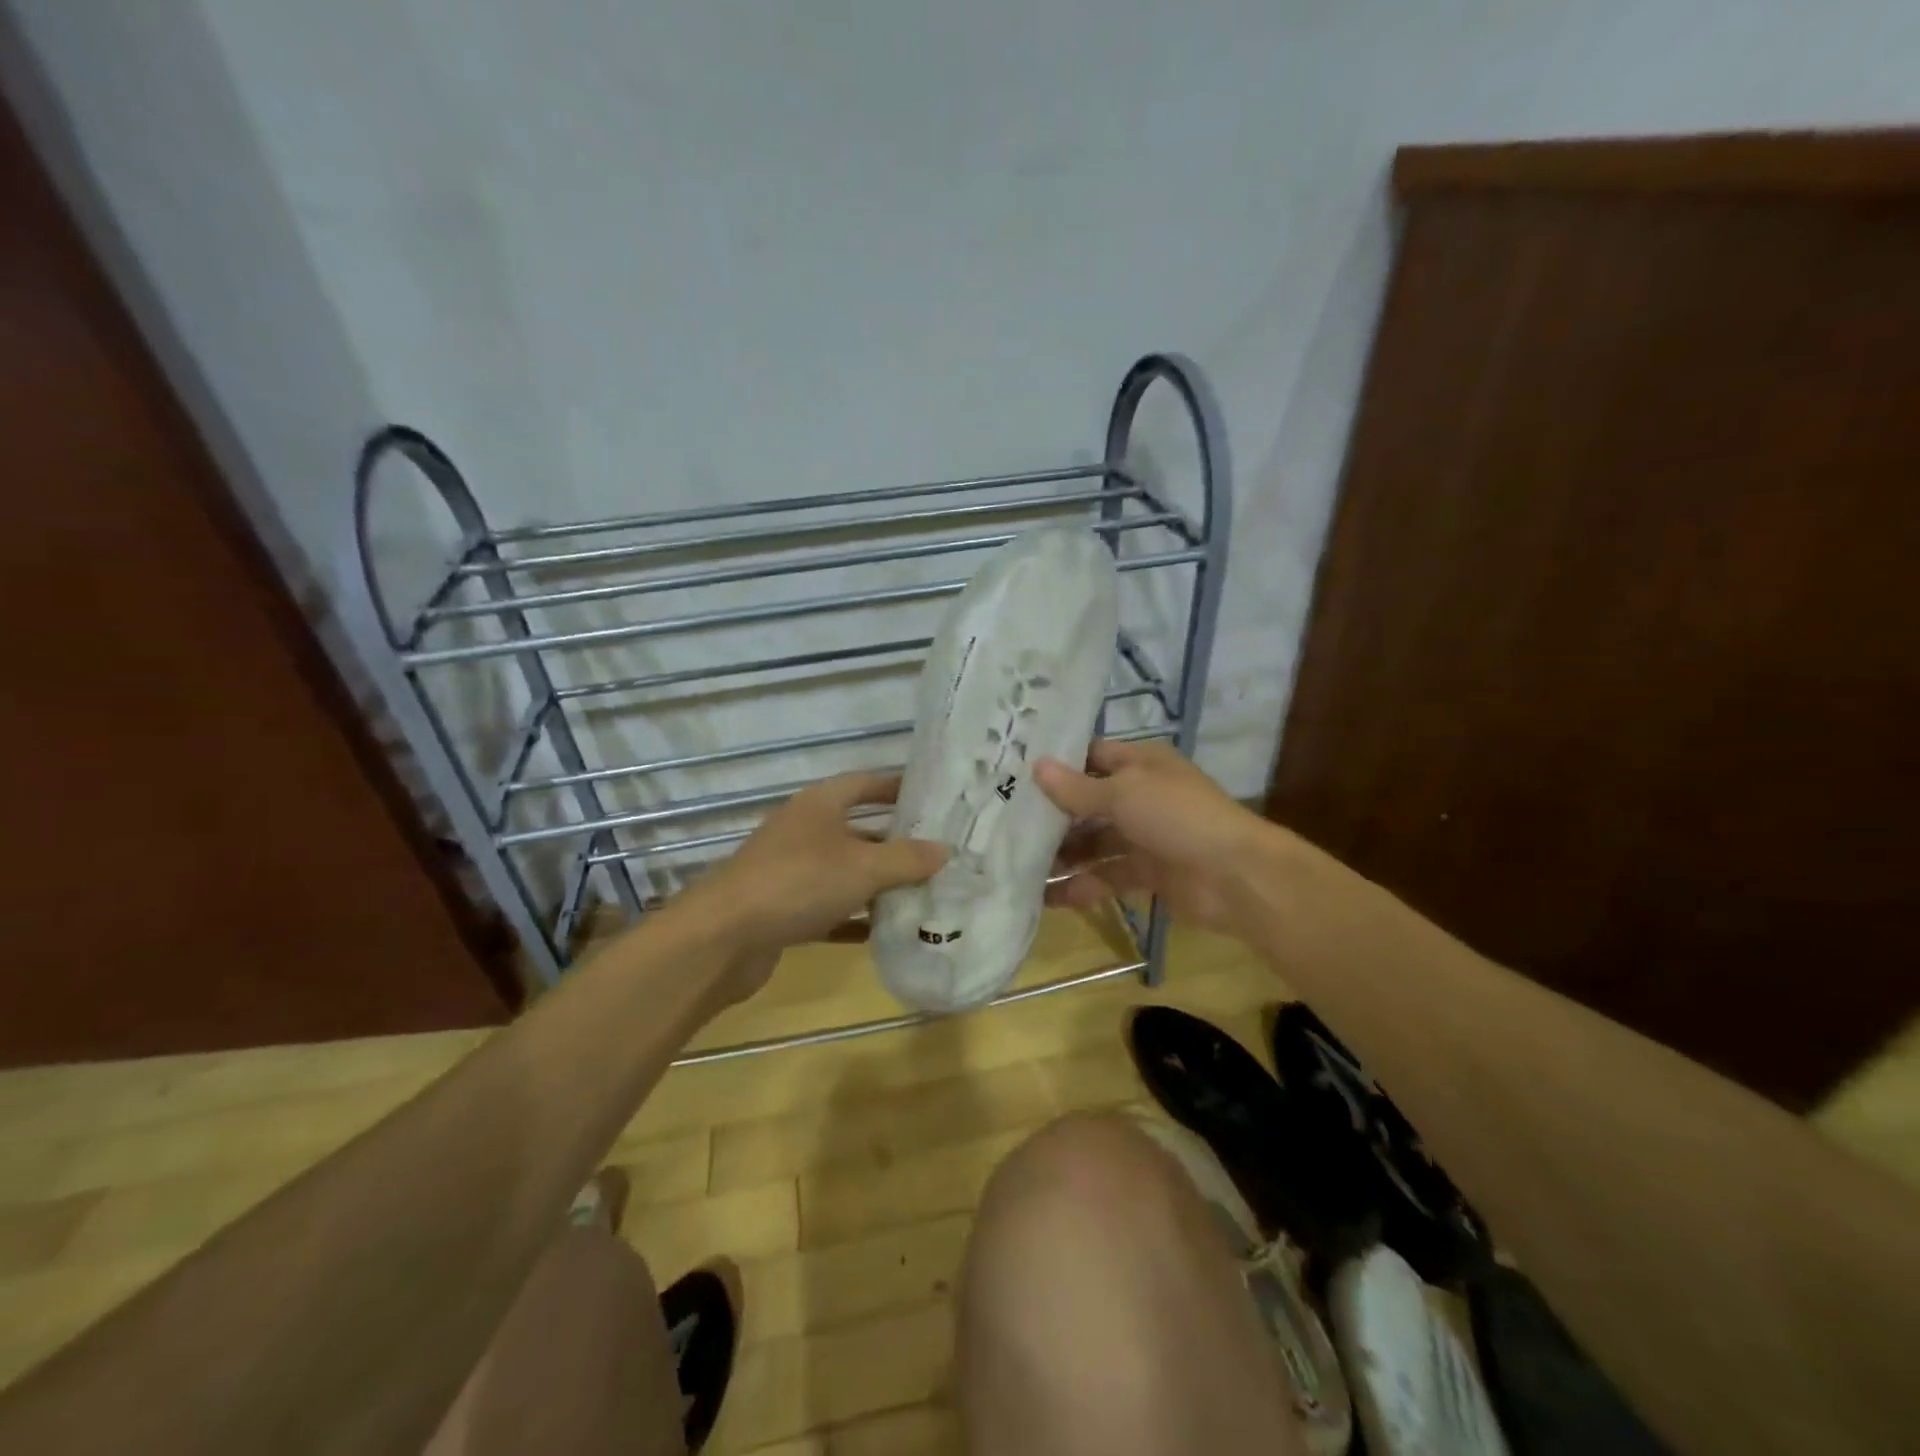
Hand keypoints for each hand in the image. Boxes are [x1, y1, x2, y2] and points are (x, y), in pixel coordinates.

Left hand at [688, 771, 946, 981]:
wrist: (723, 937)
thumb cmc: (798, 883)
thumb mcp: (863, 867)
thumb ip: (907, 859)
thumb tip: (944, 850)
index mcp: (820, 805)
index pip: (865, 783)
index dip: (897, 786)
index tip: (932, 797)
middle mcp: (804, 831)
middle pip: (858, 829)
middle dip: (895, 841)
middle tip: (938, 852)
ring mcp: (790, 871)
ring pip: (844, 871)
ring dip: (877, 882)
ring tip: (922, 892)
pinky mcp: (783, 909)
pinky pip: (829, 908)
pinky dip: (854, 918)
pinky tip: (883, 932)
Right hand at [1033, 739, 1273, 935]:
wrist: (1235, 876)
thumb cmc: (1176, 817)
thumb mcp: (1122, 794)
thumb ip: (1077, 788)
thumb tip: (1036, 766)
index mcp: (1141, 765)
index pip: (1092, 757)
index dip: (1059, 765)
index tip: (1016, 773)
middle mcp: (1142, 796)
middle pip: (1089, 803)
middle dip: (1053, 815)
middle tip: (1007, 825)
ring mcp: (1146, 836)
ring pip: (1096, 842)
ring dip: (1064, 854)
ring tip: (1020, 866)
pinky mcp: (1149, 873)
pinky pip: (1108, 876)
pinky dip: (1082, 886)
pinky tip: (1049, 897)